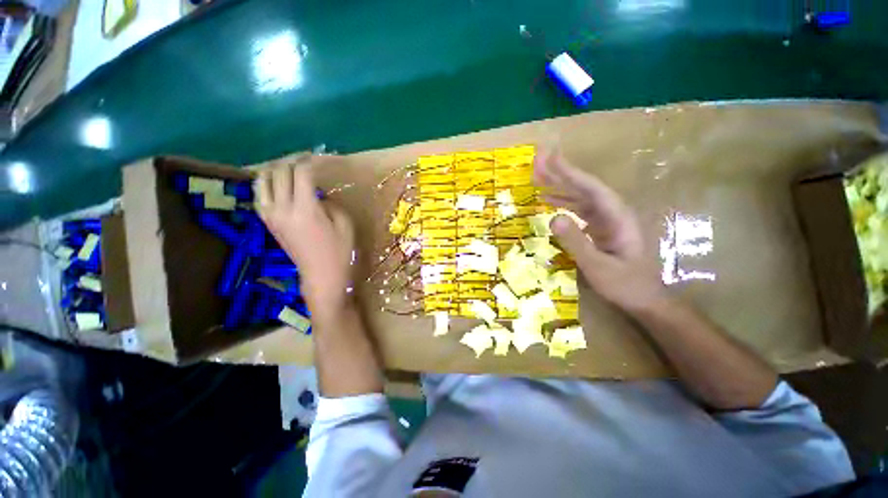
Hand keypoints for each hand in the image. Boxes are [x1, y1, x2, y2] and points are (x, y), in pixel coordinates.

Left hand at [255, 160, 355, 318]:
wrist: (321, 275)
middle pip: (280, 172)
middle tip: (309, 159)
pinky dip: (266, 183)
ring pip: (262, 180)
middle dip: (294, 160)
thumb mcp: (344, 224)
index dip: (312, 161)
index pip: (301, 173)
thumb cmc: (339, 251)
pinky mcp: (268, 222)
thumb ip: (329, 203)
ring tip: (291, 167)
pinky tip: (278, 183)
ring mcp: (271, 215)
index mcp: (305, 209)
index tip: (323, 157)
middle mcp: (282, 208)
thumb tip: (317, 194)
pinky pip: (259, 195)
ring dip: (276, 169)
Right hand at [534, 147, 664, 311]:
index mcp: (617, 216)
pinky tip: (548, 201)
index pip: (591, 187)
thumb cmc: (624, 284)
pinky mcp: (599, 227)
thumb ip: (576, 242)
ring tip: (537, 177)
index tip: (550, 158)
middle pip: (583, 187)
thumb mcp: (598, 266)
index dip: (570, 172)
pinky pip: (578, 209)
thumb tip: (553, 218)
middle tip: (537, 162)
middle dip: (560, 173)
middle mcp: (612, 212)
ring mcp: (605, 219)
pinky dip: (562, 202)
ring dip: (559, 186)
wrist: (643, 299)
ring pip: (579, 196)